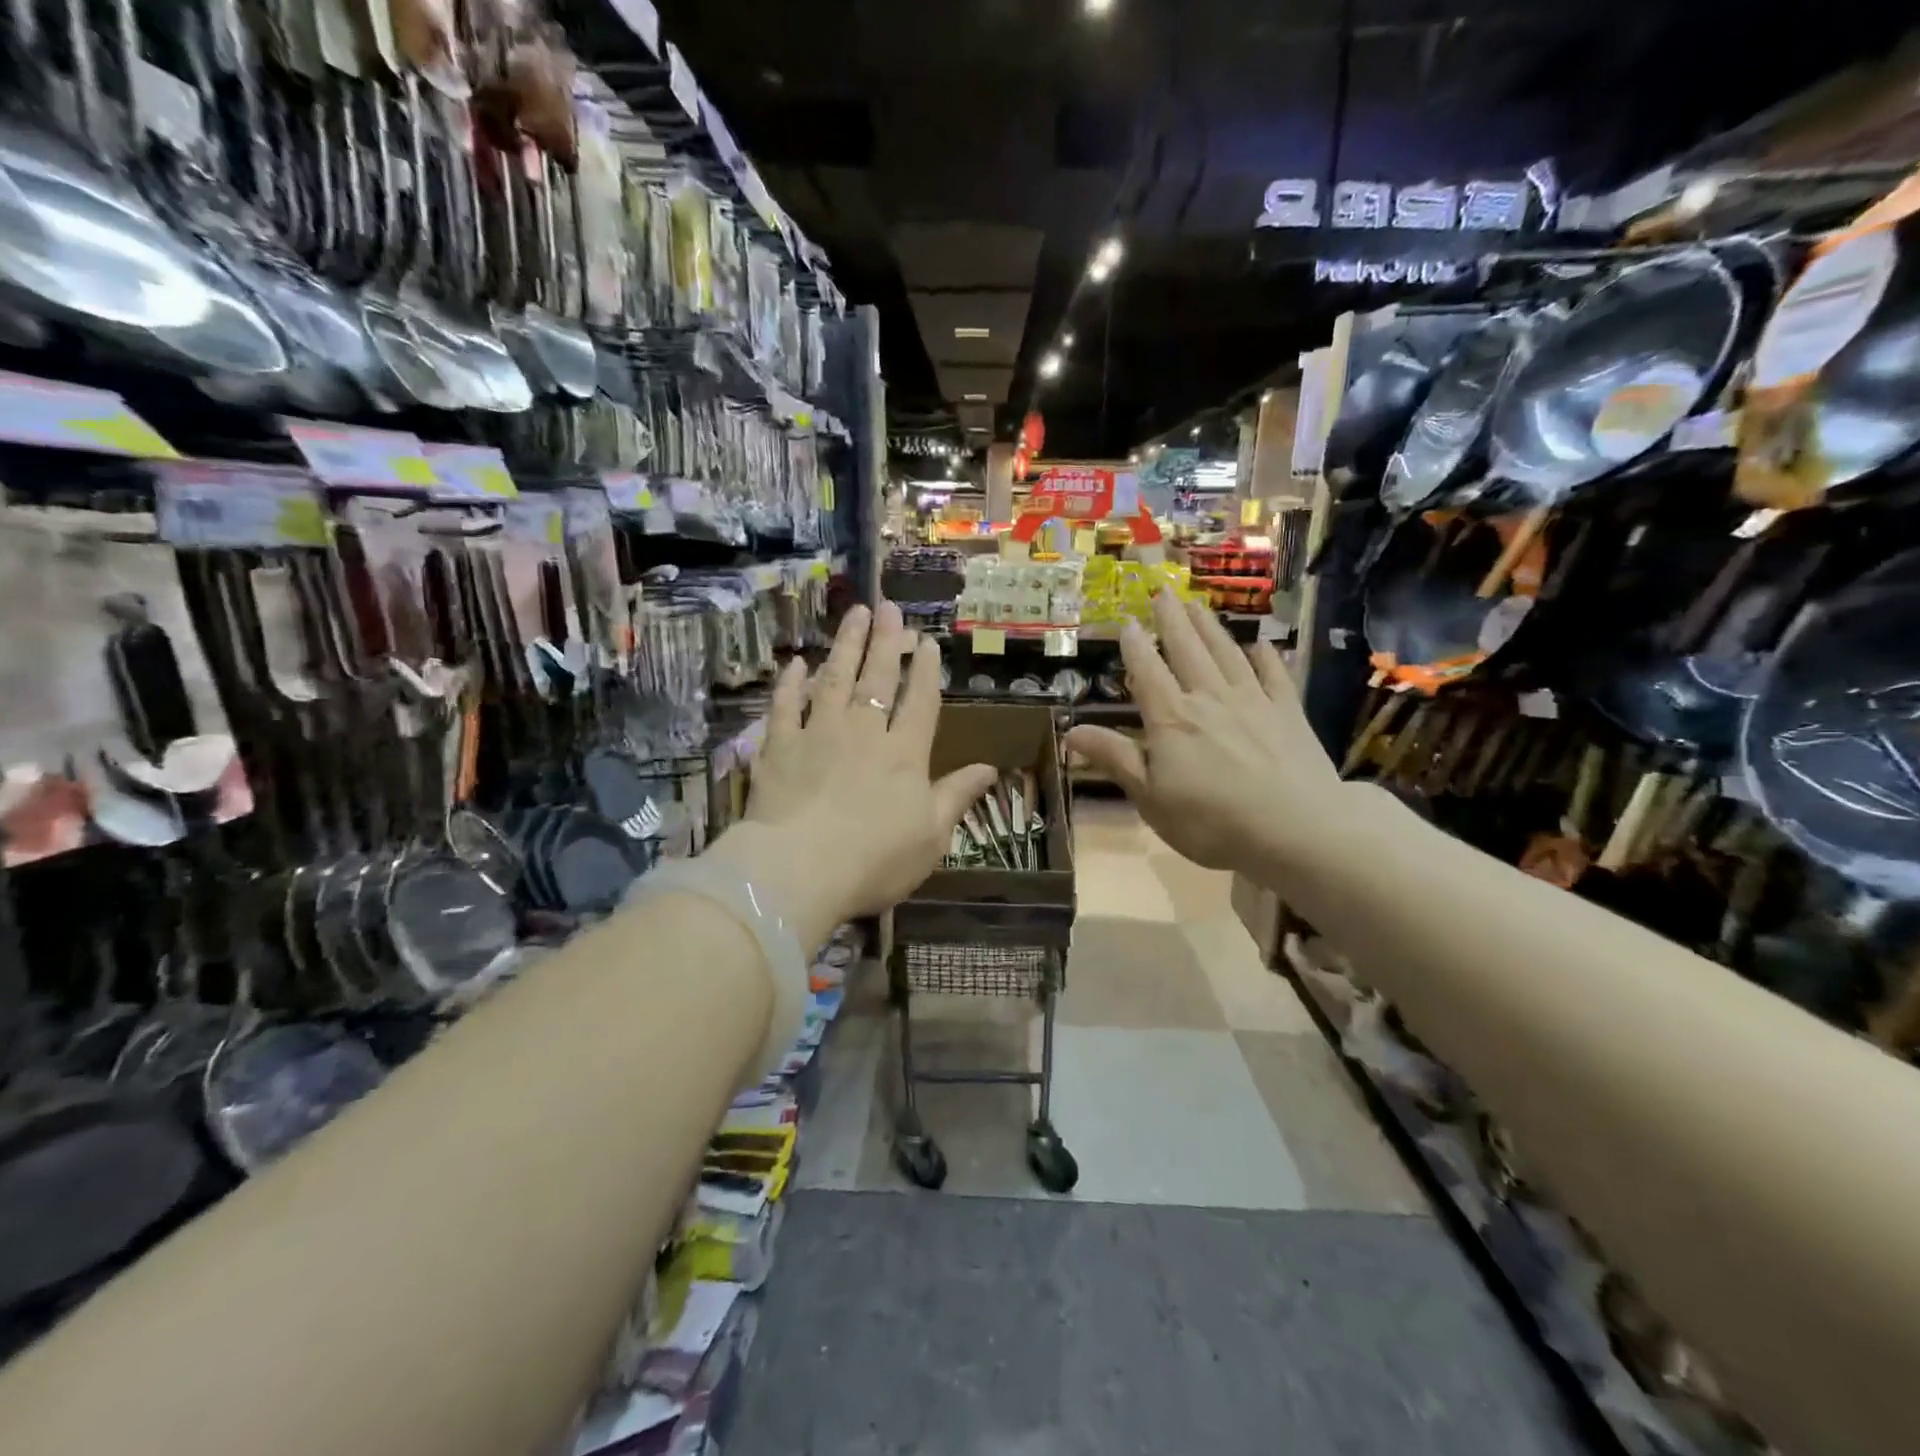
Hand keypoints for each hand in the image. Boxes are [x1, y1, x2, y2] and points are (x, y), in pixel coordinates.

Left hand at [706, 603, 997, 943]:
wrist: (800, 871)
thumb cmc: (875, 860)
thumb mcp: (931, 836)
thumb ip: (957, 796)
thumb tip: (991, 768)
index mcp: (904, 754)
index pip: (919, 702)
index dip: (925, 670)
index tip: (927, 641)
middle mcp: (863, 732)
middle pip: (877, 678)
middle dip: (885, 641)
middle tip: (888, 606)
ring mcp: (818, 734)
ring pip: (834, 679)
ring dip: (845, 645)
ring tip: (854, 615)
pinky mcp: (779, 747)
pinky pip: (785, 706)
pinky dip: (790, 683)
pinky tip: (797, 663)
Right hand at [1064, 594, 1341, 875]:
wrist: (1296, 830)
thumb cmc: (1211, 822)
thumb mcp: (1150, 798)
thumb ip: (1115, 758)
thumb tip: (1070, 731)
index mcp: (1172, 718)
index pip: (1147, 672)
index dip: (1134, 646)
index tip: (1126, 621)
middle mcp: (1209, 698)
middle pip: (1187, 650)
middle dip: (1171, 620)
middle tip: (1162, 592)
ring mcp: (1253, 701)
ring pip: (1226, 653)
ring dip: (1209, 627)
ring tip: (1197, 605)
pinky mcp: (1288, 713)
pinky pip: (1274, 674)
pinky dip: (1264, 656)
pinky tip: (1259, 644)